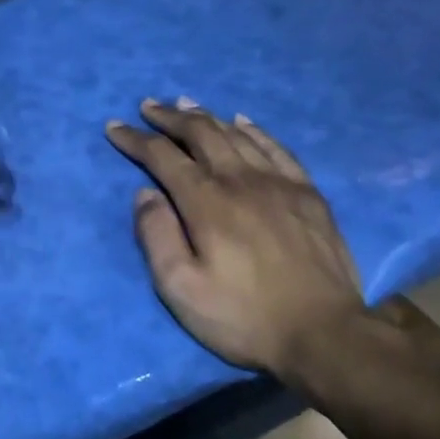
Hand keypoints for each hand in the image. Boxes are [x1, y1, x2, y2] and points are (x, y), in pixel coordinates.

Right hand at [105, 99, 366, 378]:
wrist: (325, 335)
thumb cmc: (243, 316)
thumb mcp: (181, 289)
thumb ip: (157, 236)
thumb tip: (144, 194)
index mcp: (206, 201)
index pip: (163, 156)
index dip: (136, 139)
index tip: (115, 127)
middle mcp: (241, 180)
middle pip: (201, 133)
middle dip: (170, 117)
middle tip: (149, 106)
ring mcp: (279, 183)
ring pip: (236, 134)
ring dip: (207, 116)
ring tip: (186, 103)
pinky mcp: (308, 194)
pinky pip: (277, 148)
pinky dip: (255, 130)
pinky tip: (243, 121)